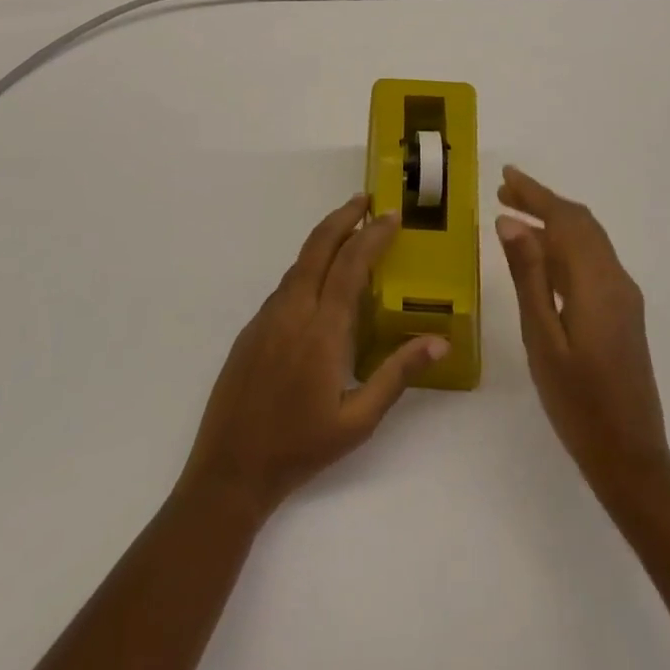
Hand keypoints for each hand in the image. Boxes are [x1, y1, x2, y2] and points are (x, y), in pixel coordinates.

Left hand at [180, 194, 448, 521]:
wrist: (231, 469)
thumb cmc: (301, 447)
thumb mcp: (359, 420)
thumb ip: (397, 375)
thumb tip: (438, 340)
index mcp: (322, 330)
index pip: (350, 265)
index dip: (372, 235)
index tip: (391, 216)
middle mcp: (292, 312)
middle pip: (318, 247)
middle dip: (342, 217)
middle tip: (365, 200)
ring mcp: (267, 318)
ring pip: (298, 263)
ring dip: (324, 240)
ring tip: (349, 232)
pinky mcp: (251, 329)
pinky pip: (285, 286)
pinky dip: (307, 268)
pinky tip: (320, 282)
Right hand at [497, 166, 669, 500]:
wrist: (629, 455)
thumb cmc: (577, 402)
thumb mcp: (542, 339)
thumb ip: (528, 277)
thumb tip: (510, 222)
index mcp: (597, 283)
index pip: (565, 220)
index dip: (535, 193)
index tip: (505, 176)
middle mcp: (616, 280)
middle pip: (580, 224)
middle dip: (543, 201)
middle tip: (503, 191)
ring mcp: (623, 297)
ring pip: (588, 240)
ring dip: (554, 221)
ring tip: (514, 215)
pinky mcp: (622, 312)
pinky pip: (592, 261)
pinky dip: (565, 245)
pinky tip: (541, 255)